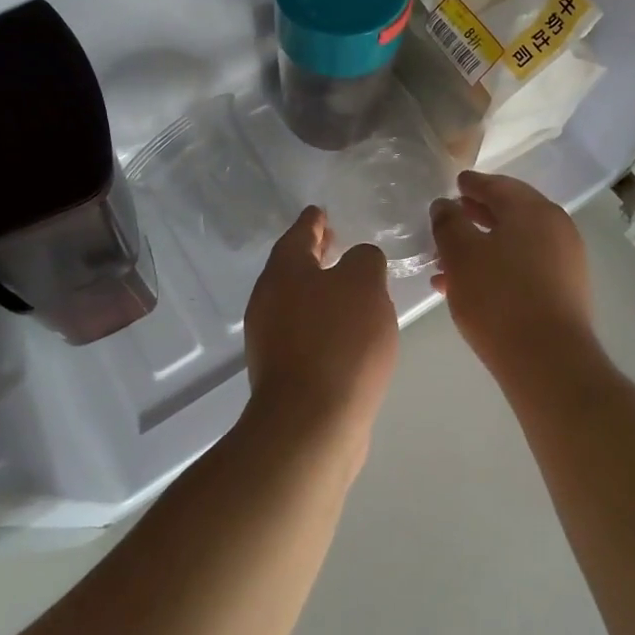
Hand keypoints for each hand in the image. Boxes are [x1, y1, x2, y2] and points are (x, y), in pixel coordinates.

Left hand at [244, 207, 399, 448]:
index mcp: (284, 272)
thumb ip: (365, 260)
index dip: (313, 221)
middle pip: (293, 267)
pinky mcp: (282, 372)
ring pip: (297, 300)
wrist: (312, 423)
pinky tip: (347, 330)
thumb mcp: (364, 284)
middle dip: (315, 253)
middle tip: (335, 241)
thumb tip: (359, 262)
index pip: (298, 233)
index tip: (320, 211)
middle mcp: (269, 300)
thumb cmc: (339, 341)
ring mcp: (271, 339)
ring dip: (320, 289)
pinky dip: (323, 320)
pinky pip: (304, 331)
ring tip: (349, 286)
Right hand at [429, 172, 594, 378]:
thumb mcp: (461, 255)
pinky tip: (469, 289)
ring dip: (482, 247)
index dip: (473, 184)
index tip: (456, 183)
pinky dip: (498, 268)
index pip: (499, 186)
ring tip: (447, 263)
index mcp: (534, 211)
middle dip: (476, 216)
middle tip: (449, 219)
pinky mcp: (565, 292)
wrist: (549, 362)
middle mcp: (556, 229)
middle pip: (511, 213)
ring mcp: (565, 262)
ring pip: (515, 244)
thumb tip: (445, 205)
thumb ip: (449, 223)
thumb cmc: (499, 299)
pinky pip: (525, 267)